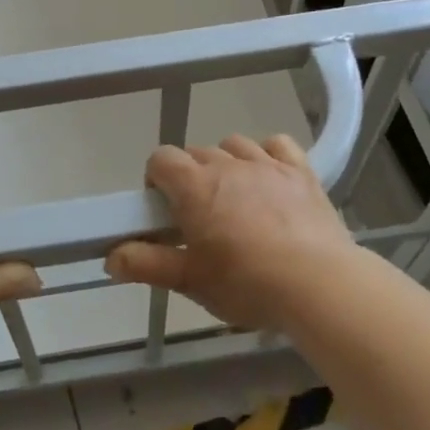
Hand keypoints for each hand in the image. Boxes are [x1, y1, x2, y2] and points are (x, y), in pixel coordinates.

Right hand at [105, 135, 357, 331]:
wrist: (318, 284)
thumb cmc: (247, 283)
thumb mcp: (190, 280)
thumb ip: (147, 264)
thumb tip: (110, 257)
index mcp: (194, 186)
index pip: (161, 159)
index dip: (156, 178)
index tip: (163, 208)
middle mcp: (227, 164)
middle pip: (196, 152)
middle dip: (190, 176)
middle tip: (197, 214)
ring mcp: (267, 164)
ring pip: (234, 145)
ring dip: (226, 162)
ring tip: (233, 196)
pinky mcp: (301, 172)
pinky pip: (278, 144)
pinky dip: (267, 154)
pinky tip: (269, 176)